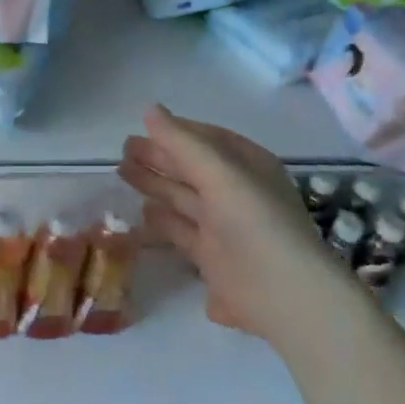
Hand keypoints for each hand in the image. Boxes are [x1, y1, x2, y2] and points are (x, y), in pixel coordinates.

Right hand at [118, 105, 340, 341]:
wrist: (282, 294)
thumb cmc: (253, 220)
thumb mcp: (218, 171)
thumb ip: (181, 142)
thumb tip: (149, 109)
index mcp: (248, 166)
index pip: (208, 139)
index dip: (177, 131)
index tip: (143, 126)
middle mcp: (237, 193)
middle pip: (191, 168)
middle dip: (159, 158)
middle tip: (123, 150)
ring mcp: (225, 227)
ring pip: (183, 199)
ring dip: (155, 185)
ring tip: (122, 172)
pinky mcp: (213, 259)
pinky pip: (181, 232)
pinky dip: (162, 221)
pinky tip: (142, 212)